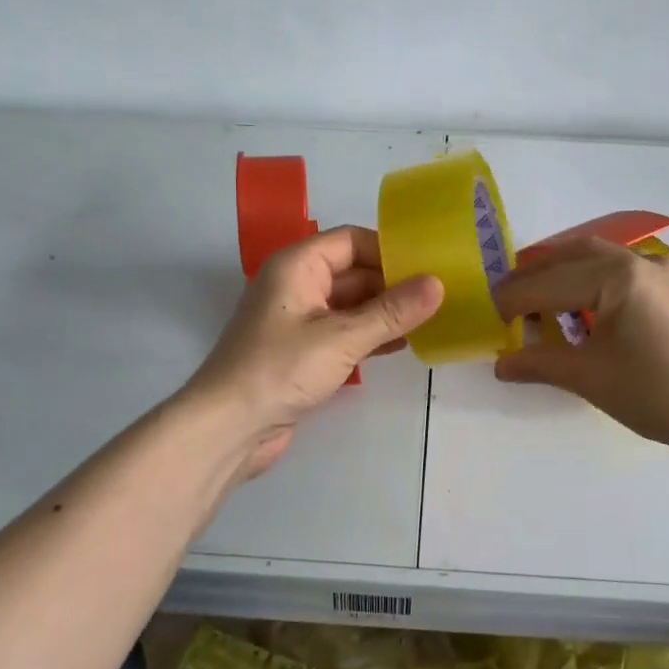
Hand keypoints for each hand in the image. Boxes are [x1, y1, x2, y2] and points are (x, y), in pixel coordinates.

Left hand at [187, 226, 444, 479]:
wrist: (228, 428)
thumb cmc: (280, 369)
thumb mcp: (342, 338)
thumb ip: (392, 311)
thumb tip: (438, 284)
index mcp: (298, 265)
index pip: (352, 240)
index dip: (389, 249)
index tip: (429, 266)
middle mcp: (297, 284)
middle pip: (354, 271)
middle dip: (393, 283)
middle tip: (439, 296)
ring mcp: (299, 319)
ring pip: (352, 303)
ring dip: (385, 311)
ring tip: (430, 320)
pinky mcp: (303, 350)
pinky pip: (344, 331)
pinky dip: (371, 334)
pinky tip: (402, 345)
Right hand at [491, 236, 668, 453]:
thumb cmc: (655, 394)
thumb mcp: (589, 378)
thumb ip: (539, 363)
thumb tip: (500, 365)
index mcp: (615, 277)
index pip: (548, 283)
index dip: (512, 299)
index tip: (487, 314)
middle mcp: (638, 261)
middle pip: (571, 255)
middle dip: (534, 275)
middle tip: (506, 299)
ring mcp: (661, 270)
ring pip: (597, 257)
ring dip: (562, 272)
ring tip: (537, 300)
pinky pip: (620, 269)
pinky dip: (590, 279)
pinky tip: (581, 307)